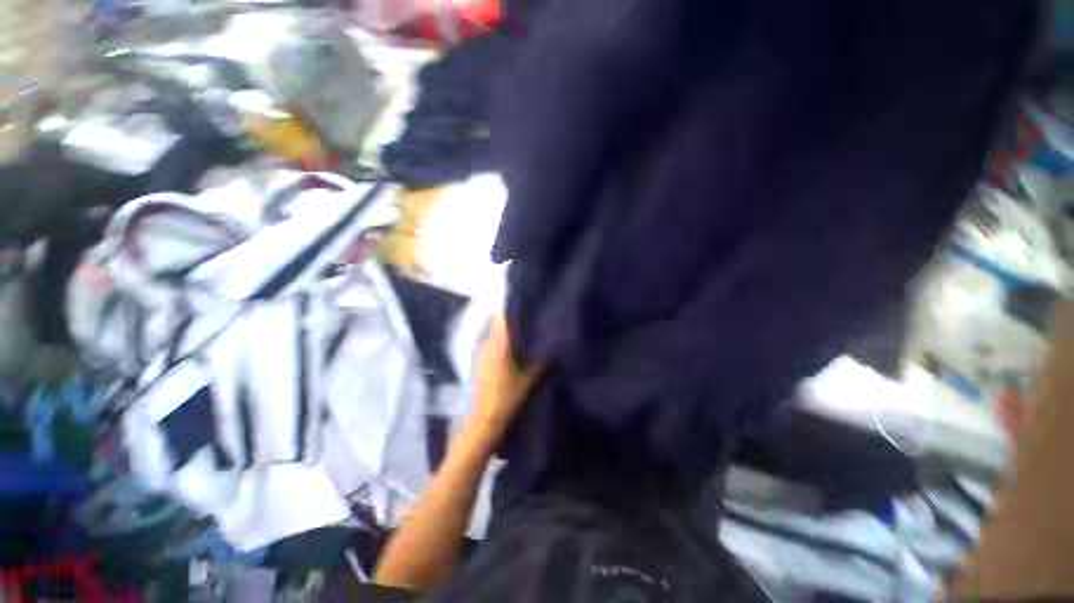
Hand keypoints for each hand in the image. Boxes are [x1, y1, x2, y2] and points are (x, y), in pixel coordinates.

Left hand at [470, 315, 540, 438]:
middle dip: (516, 321)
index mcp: (498, 345)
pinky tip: (518, 352)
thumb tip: (556, 347)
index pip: (503, 317)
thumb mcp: (532, 381)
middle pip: (501, 325)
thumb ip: (545, 362)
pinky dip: (506, 346)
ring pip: (498, 337)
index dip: (514, 307)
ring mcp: (482, 356)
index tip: (529, 303)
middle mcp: (487, 345)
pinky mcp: (481, 366)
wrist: (485, 425)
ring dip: (511, 334)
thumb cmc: (508, 400)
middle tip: (534, 319)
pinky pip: (495, 348)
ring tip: (529, 334)